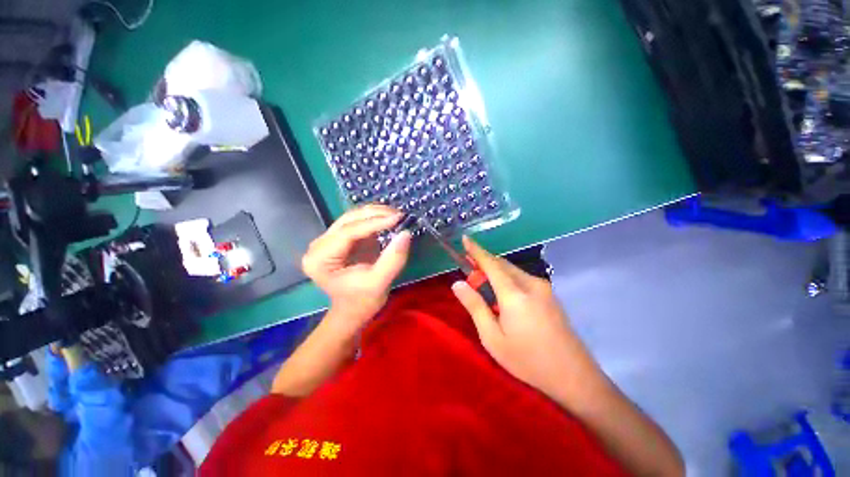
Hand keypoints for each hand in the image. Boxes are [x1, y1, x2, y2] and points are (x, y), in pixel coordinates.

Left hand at [302, 205, 411, 329]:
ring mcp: (328, 240)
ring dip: (375, 214)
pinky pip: (357, 222)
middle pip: (348, 220)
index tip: (398, 218)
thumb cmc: (362, 302)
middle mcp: (319, 246)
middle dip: (375, 214)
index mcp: (320, 259)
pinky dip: (374, 219)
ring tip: (396, 215)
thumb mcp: (379, 283)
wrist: (353, 311)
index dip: (374, 223)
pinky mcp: (340, 239)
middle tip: (399, 215)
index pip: (348, 232)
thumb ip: (393, 259)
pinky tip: (388, 219)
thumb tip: (406, 233)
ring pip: (352, 217)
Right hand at [451, 236, 597, 405]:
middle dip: (484, 264)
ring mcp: (544, 288)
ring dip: (495, 272)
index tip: (465, 239)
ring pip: (513, 270)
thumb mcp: (493, 338)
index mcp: (515, 293)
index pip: (491, 263)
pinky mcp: (549, 295)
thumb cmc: (528, 360)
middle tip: (470, 275)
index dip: (476, 250)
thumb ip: (475, 307)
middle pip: (502, 264)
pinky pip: (522, 278)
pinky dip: (507, 279)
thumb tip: (458, 284)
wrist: (575, 377)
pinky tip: (503, 295)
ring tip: (484, 286)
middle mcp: (531, 284)